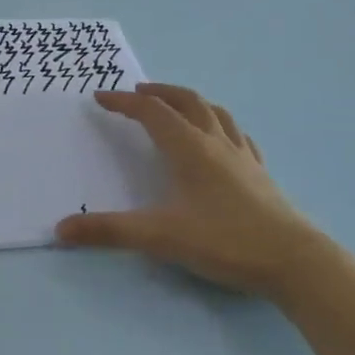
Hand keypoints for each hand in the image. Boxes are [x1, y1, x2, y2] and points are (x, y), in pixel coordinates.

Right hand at [56, 83, 316, 295]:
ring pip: (215, 113)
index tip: (100, 98)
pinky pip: (238, 135)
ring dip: (190, 102)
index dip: (123, 103)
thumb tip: (60, 229)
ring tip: (176, 106)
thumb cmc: (224, 241)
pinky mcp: (261, 173)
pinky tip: (221, 139)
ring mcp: (243, 155)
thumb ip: (109, 232)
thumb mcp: (160, 237)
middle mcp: (215, 142)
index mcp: (189, 148)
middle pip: (186, 101)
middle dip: (159, 93)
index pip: (151, 112)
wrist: (293, 260)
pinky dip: (220, 126)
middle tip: (137, 93)